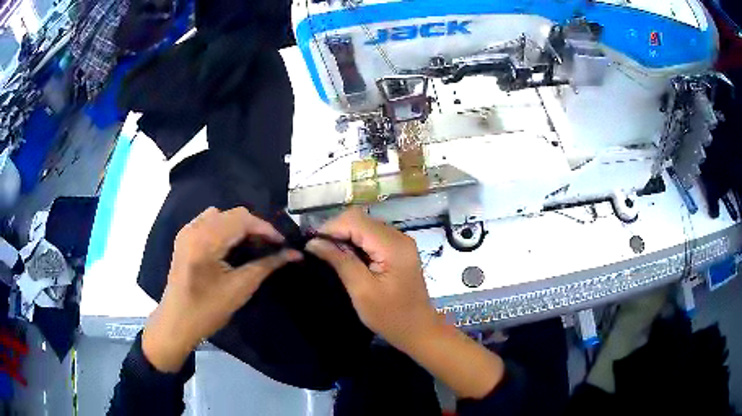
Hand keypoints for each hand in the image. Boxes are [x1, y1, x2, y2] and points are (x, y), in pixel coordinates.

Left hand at [143, 207, 301, 371]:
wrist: (177, 322)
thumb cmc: (208, 309)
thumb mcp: (241, 288)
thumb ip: (267, 265)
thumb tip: (294, 254)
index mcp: (205, 240)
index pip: (242, 219)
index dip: (266, 228)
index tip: (283, 244)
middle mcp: (194, 228)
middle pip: (232, 214)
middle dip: (254, 227)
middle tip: (270, 246)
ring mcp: (187, 231)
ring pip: (221, 215)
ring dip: (239, 226)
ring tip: (252, 245)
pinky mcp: (184, 238)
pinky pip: (209, 222)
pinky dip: (225, 229)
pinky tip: (231, 246)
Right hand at [306, 208, 437, 351]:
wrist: (418, 329)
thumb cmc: (390, 316)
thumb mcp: (362, 291)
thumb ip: (339, 261)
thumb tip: (313, 242)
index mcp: (393, 245)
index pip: (356, 220)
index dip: (330, 227)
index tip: (311, 244)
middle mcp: (398, 236)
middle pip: (360, 220)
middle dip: (335, 231)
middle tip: (317, 250)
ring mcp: (399, 242)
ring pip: (364, 226)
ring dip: (343, 236)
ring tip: (326, 253)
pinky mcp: (397, 250)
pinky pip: (371, 237)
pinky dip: (354, 243)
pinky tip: (344, 257)